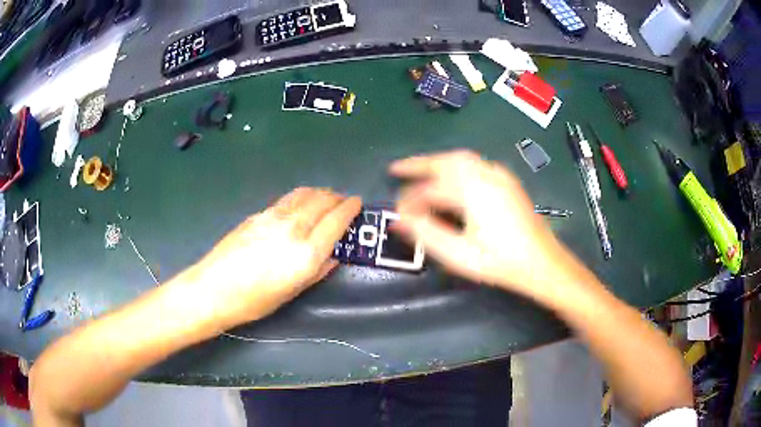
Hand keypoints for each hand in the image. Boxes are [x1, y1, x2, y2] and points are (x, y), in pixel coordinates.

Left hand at [188, 188, 360, 326]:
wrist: (213, 289)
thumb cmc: (255, 301)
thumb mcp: (292, 292)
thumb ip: (317, 271)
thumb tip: (333, 256)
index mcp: (305, 254)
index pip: (336, 221)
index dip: (350, 209)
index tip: (358, 203)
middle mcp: (292, 229)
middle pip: (322, 201)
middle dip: (337, 197)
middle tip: (344, 202)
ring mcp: (273, 217)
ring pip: (304, 194)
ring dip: (320, 192)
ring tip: (325, 198)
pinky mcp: (258, 214)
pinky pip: (288, 199)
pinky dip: (302, 197)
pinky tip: (300, 204)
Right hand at [391, 150, 572, 299]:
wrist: (542, 263)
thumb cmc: (500, 261)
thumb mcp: (459, 254)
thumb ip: (426, 234)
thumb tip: (400, 220)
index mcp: (472, 191)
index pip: (431, 190)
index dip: (410, 200)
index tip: (397, 212)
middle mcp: (486, 175)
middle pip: (446, 161)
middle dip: (419, 164)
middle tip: (397, 169)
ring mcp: (499, 176)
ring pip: (461, 158)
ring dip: (437, 162)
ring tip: (419, 170)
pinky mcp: (507, 182)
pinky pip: (475, 163)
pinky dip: (456, 165)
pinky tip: (451, 176)